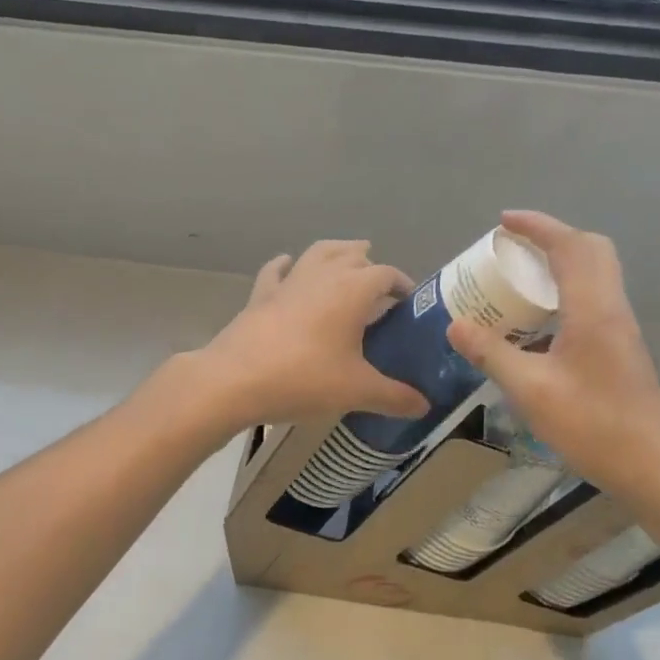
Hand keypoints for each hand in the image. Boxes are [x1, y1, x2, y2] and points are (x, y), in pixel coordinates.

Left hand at [194, 240, 430, 426]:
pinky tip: (289, 265)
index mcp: (353, 290)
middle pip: (353, 255)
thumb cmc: (304, 378)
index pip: (387, 274)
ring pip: (318, 253)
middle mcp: (323, 275)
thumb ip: (394, 397)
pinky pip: (277, 270)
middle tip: (380, 290)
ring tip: (347, 260)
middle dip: (370, 265)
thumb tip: (425, 406)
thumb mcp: (356, 391)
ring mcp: (289, 281)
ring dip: (336, 253)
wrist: (234, 380)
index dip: (402, 284)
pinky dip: (287, 265)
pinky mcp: (261, 294)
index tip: (410, 303)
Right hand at [448, 211, 659, 501]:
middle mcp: (612, 307)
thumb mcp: (531, 391)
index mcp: (593, 309)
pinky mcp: (623, 344)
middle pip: (591, 249)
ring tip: (523, 276)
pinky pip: (596, 295)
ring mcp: (622, 325)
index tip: (504, 222)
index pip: (568, 246)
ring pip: (598, 271)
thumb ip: (491, 354)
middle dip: (553, 236)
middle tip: (516, 246)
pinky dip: (569, 287)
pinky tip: (542, 319)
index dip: (537, 226)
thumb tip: (455, 325)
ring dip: (563, 260)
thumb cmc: (593, 426)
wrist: (652, 467)